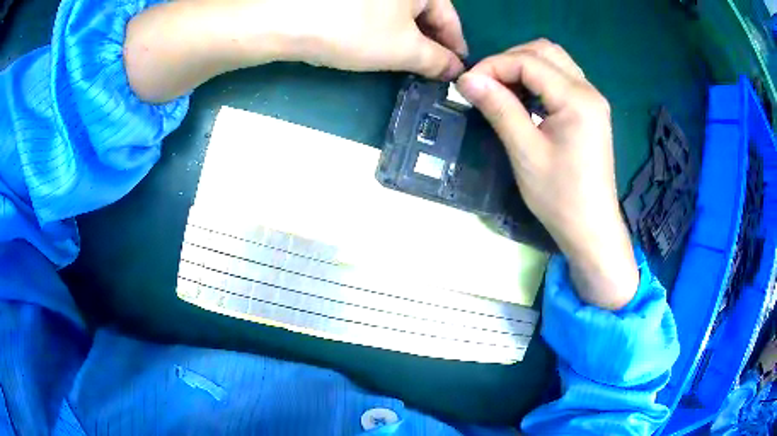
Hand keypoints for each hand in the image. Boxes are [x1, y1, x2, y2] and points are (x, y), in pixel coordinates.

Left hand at [125, 0, 466, 101]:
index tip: (457, 69)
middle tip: (431, 69)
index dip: (456, 46)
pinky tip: (376, 43)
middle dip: (431, 42)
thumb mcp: (402, 49)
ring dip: (407, 37)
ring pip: (398, 13)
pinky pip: (375, 11)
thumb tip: (454, 71)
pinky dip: (382, 29)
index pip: (448, 17)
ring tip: (406, 61)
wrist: (283, 18)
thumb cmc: (353, 29)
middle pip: (424, 12)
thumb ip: (435, 60)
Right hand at [456, 40, 638, 309]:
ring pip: (554, 62)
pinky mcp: (590, 111)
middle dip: (509, 60)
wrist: (591, 229)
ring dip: (524, 67)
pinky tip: (525, 100)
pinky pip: (561, 79)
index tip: (467, 84)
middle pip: (544, 51)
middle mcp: (589, 90)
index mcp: (577, 99)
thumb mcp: (525, 152)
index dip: (493, 66)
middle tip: (486, 85)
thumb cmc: (560, 197)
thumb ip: (499, 108)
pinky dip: (538, 80)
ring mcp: (592, 100)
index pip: (529, 61)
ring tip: (502, 90)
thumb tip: (466, 78)